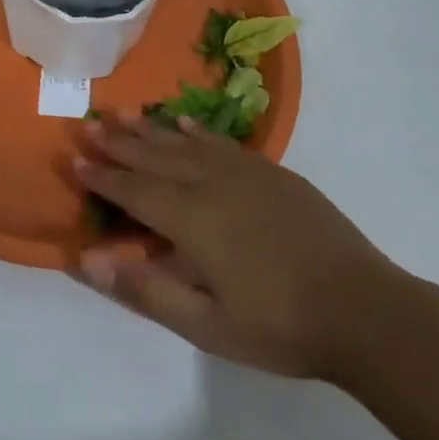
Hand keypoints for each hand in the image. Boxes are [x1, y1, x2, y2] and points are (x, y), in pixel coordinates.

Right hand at [73, 113, 399, 379]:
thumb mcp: (206, 325)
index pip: (134, 192)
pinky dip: (196, 129)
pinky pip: (222, 142)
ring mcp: (246, 173)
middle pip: (155, 158)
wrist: (364, 309)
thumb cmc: (280, 326)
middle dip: (118, 143)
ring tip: (122, 113)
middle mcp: (213, 185)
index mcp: (193, 221)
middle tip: (88, 126)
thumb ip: (145, 289)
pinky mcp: (273, 173)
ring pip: (186, 143)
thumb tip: (87, 259)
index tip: (74, 161)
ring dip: (150, 129)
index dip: (103, 178)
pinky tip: (181, 121)